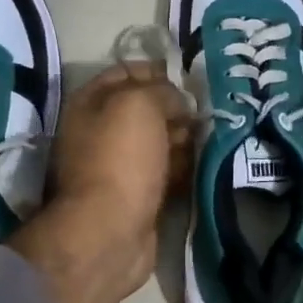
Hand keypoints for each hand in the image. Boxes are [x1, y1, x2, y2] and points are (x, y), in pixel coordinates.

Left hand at [10, 63, 193, 302]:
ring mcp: (117, 166)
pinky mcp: (136, 195)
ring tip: (212, 132)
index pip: (126, 72)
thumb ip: (161, 91)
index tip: (190, 77)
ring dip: (183, 137)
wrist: (109, 231)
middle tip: (206, 109)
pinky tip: (206, 161)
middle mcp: (99, 131)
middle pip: (144, 109)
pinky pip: (165, 171)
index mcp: (90, 103)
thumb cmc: (120, 158)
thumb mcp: (139, 105)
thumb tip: (179, 100)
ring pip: (158, 141)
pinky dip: (183, 166)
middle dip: (175, 107)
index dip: (158, 70)